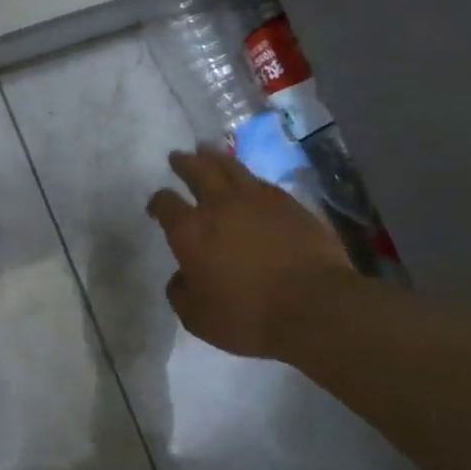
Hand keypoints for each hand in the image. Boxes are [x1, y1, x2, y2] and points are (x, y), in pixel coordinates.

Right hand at [146, 148, 353, 359]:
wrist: (314, 306)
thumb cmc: (247, 315)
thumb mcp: (197, 317)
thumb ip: (181, 293)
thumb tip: (181, 278)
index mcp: (190, 231)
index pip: (165, 204)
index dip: (157, 202)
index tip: (156, 206)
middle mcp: (219, 206)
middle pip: (197, 171)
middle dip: (184, 163)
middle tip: (177, 157)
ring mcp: (258, 200)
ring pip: (230, 167)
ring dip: (214, 157)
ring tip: (207, 151)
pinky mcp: (290, 204)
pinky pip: (262, 183)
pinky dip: (248, 178)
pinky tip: (249, 181)